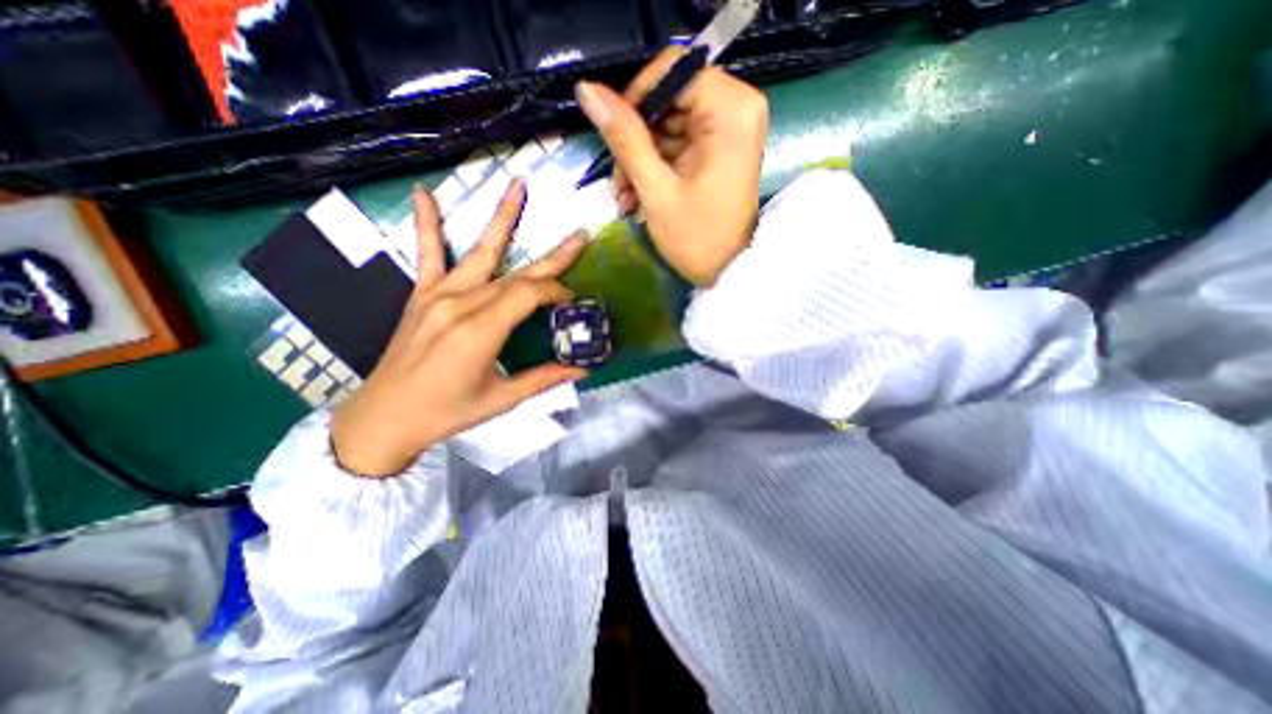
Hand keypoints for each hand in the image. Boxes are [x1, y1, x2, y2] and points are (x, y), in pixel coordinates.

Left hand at [327, 182, 584, 476]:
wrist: (384, 417)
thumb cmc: (447, 412)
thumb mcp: (502, 399)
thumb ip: (544, 378)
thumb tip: (584, 369)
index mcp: (481, 330)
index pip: (529, 295)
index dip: (557, 293)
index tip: (573, 301)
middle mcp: (461, 303)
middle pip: (516, 273)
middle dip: (553, 257)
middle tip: (579, 235)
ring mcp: (438, 295)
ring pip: (479, 251)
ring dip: (501, 218)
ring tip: (517, 185)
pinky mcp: (421, 295)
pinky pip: (427, 254)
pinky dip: (427, 224)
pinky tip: (426, 194)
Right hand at [575, 46, 764, 286]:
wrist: (727, 274)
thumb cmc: (697, 238)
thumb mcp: (656, 189)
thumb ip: (624, 137)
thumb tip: (588, 90)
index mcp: (731, 110)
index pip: (672, 70)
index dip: (636, 98)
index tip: (613, 134)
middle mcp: (737, 108)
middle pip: (669, 98)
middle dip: (636, 139)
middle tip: (619, 180)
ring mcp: (729, 130)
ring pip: (669, 124)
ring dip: (640, 159)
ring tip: (626, 196)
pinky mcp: (719, 150)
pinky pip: (678, 144)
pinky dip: (655, 167)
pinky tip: (638, 195)